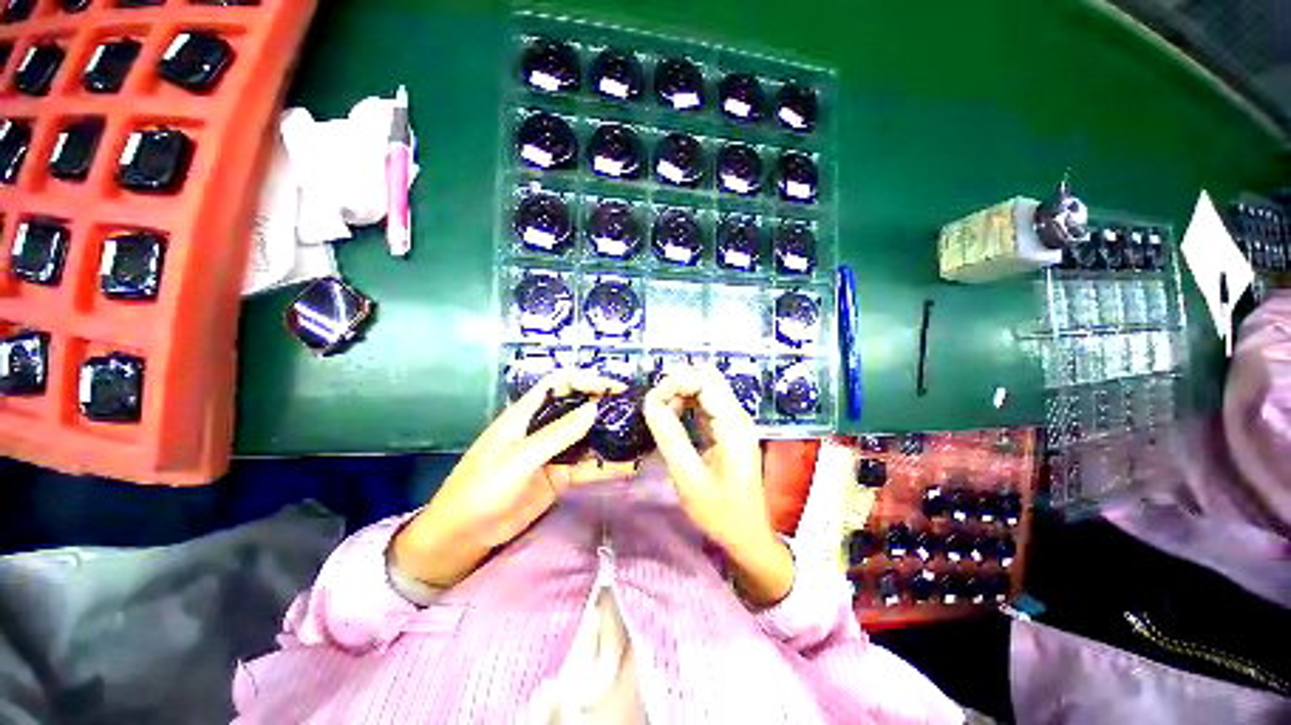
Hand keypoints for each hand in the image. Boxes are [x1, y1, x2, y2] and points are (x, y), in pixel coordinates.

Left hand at [392, 370, 623, 588]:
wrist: (463, 536)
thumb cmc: (481, 488)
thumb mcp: (519, 459)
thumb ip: (557, 435)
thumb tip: (594, 409)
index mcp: (527, 414)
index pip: (560, 383)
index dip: (586, 379)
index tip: (613, 388)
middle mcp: (543, 428)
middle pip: (578, 407)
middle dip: (604, 405)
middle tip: (633, 411)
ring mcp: (553, 453)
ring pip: (586, 437)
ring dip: (609, 436)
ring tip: (637, 436)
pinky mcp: (559, 476)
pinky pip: (587, 466)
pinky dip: (606, 466)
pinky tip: (628, 467)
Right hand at [643, 365, 793, 606]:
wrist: (748, 534)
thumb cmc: (720, 511)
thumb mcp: (688, 476)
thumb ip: (669, 436)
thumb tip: (650, 403)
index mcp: (733, 424)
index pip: (705, 380)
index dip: (676, 382)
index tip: (653, 402)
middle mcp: (737, 415)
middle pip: (706, 377)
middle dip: (677, 384)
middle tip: (655, 406)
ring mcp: (735, 420)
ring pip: (705, 387)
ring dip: (681, 393)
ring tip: (661, 413)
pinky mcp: (729, 428)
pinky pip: (706, 403)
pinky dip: (687, 403)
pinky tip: (673, 417)